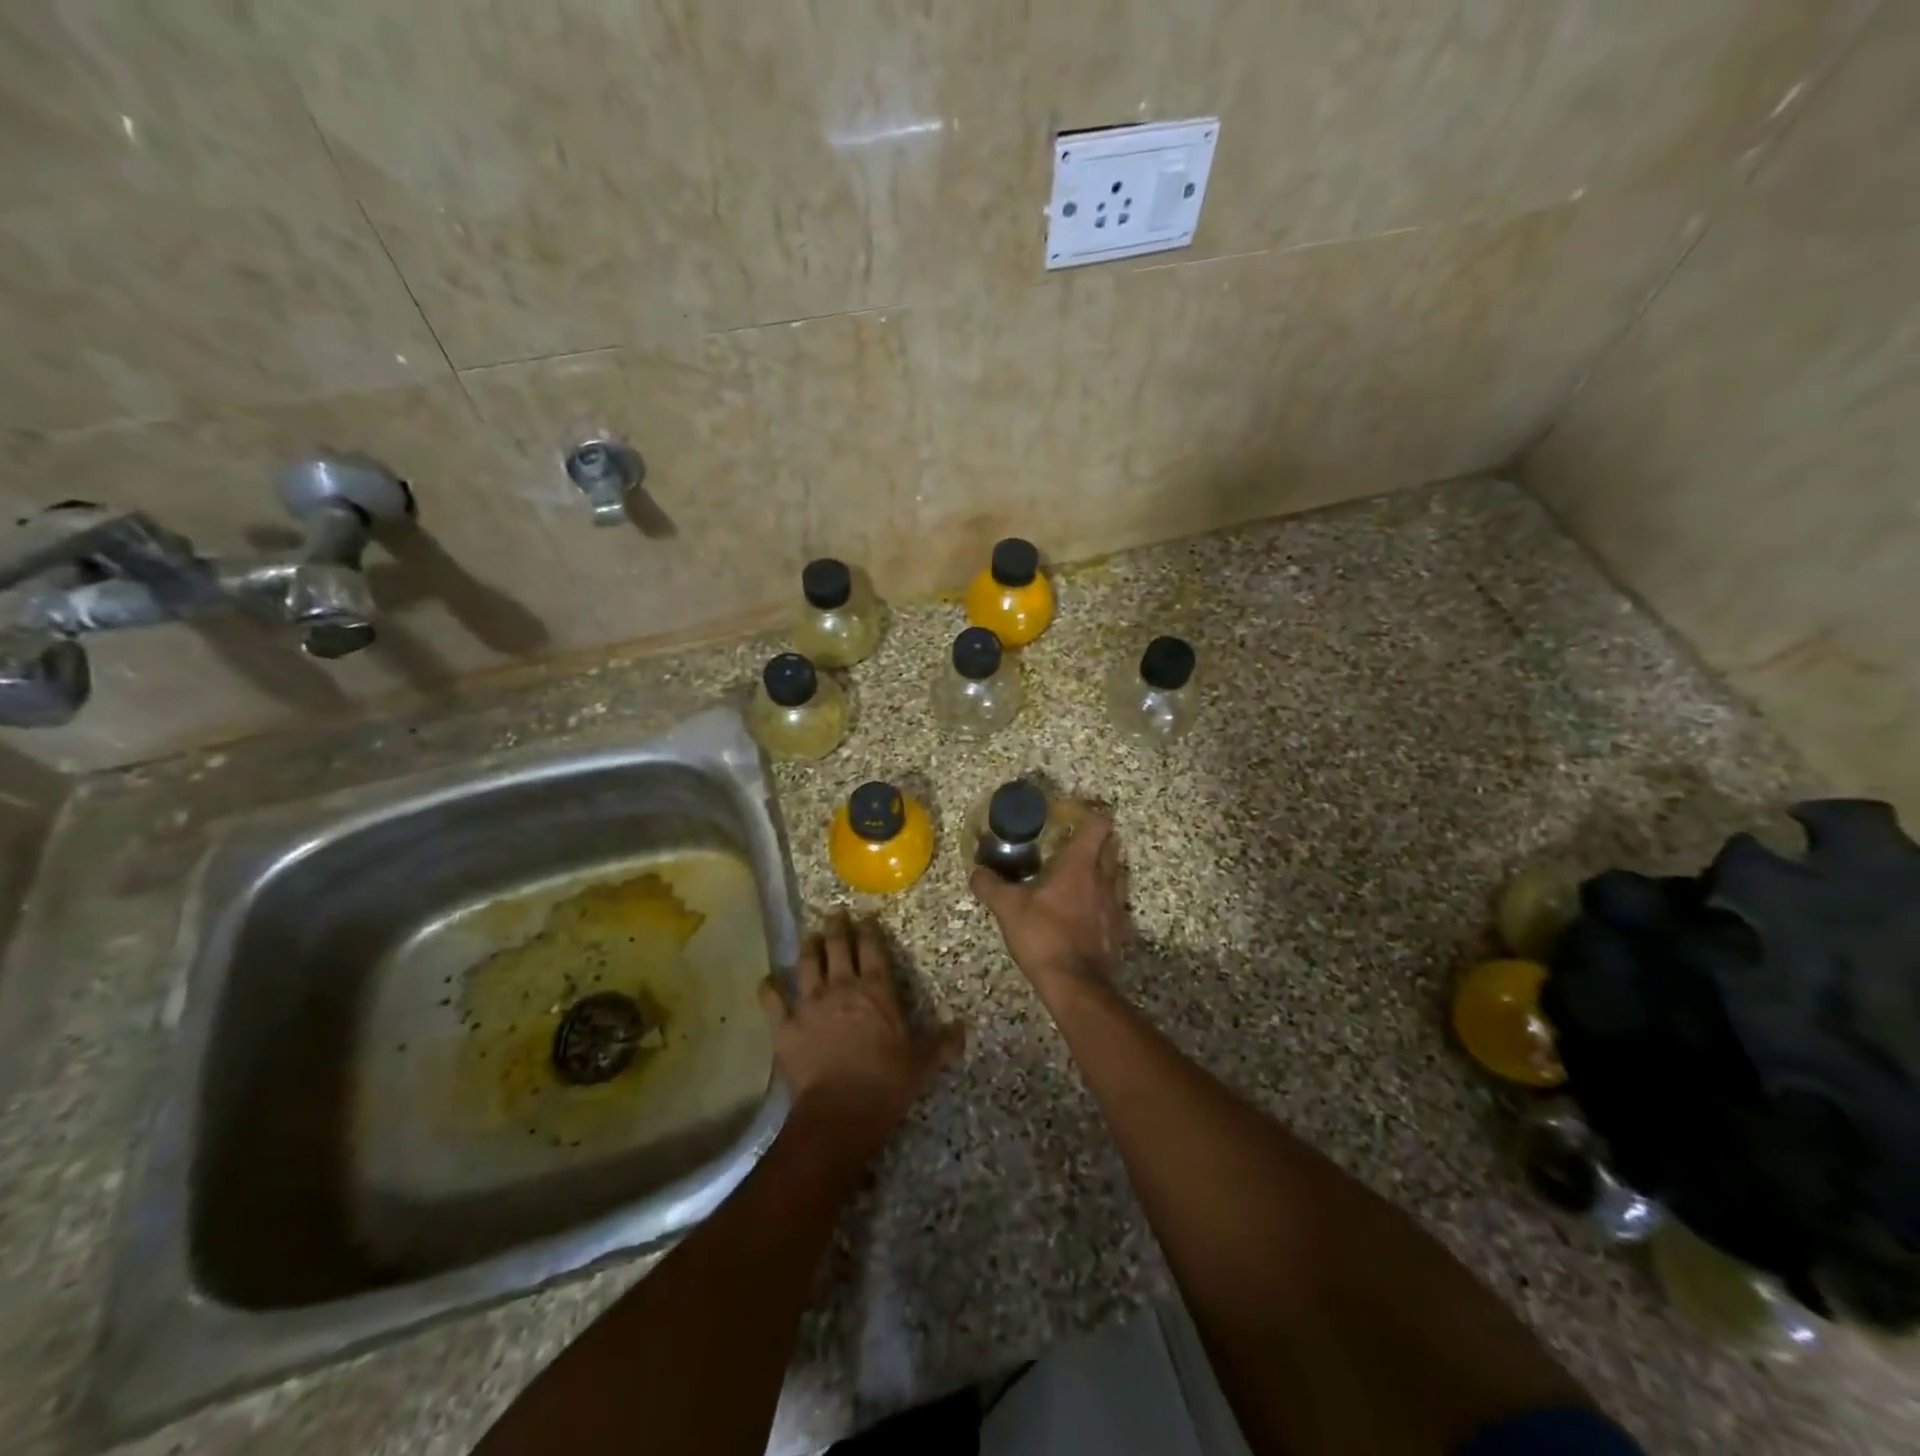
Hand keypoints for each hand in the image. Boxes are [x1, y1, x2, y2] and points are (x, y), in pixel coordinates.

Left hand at [759, 911, 964, 1161]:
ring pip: (807, 964)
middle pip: (838, 947)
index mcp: (876, 990)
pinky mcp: (785, 1025)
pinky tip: (768, 980)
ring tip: (810, 935)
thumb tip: (965, 1029)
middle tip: (835, 913)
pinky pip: (773, 999)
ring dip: (809, 947)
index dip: (869, 930)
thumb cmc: (886, 1083)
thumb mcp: (922, 1063)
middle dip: (837, 927)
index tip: (866, 917)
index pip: (872, 949)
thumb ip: (942, 1043)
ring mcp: (810, 1003)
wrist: (840, 1110)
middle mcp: (842, 987)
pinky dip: (770, 988)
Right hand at [969, 807, 1130, 1000]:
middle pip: (1112, 844)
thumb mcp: (1008, 909)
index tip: (1069, 816)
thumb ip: (990, 886)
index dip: (1088, 814)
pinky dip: (1106, 897)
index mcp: (1080, 865)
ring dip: (1105, 866)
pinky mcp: (1120, 928)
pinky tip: (1088, 907)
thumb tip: (975, 871)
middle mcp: (1104, 878)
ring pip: (1118, 872)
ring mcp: (1116, 903)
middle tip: (1072, 842)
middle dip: (1097, 838)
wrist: (1076, 984)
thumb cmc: (1044, 936)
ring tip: (1081, 873)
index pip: (1098, 824)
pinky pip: (1117, 902)